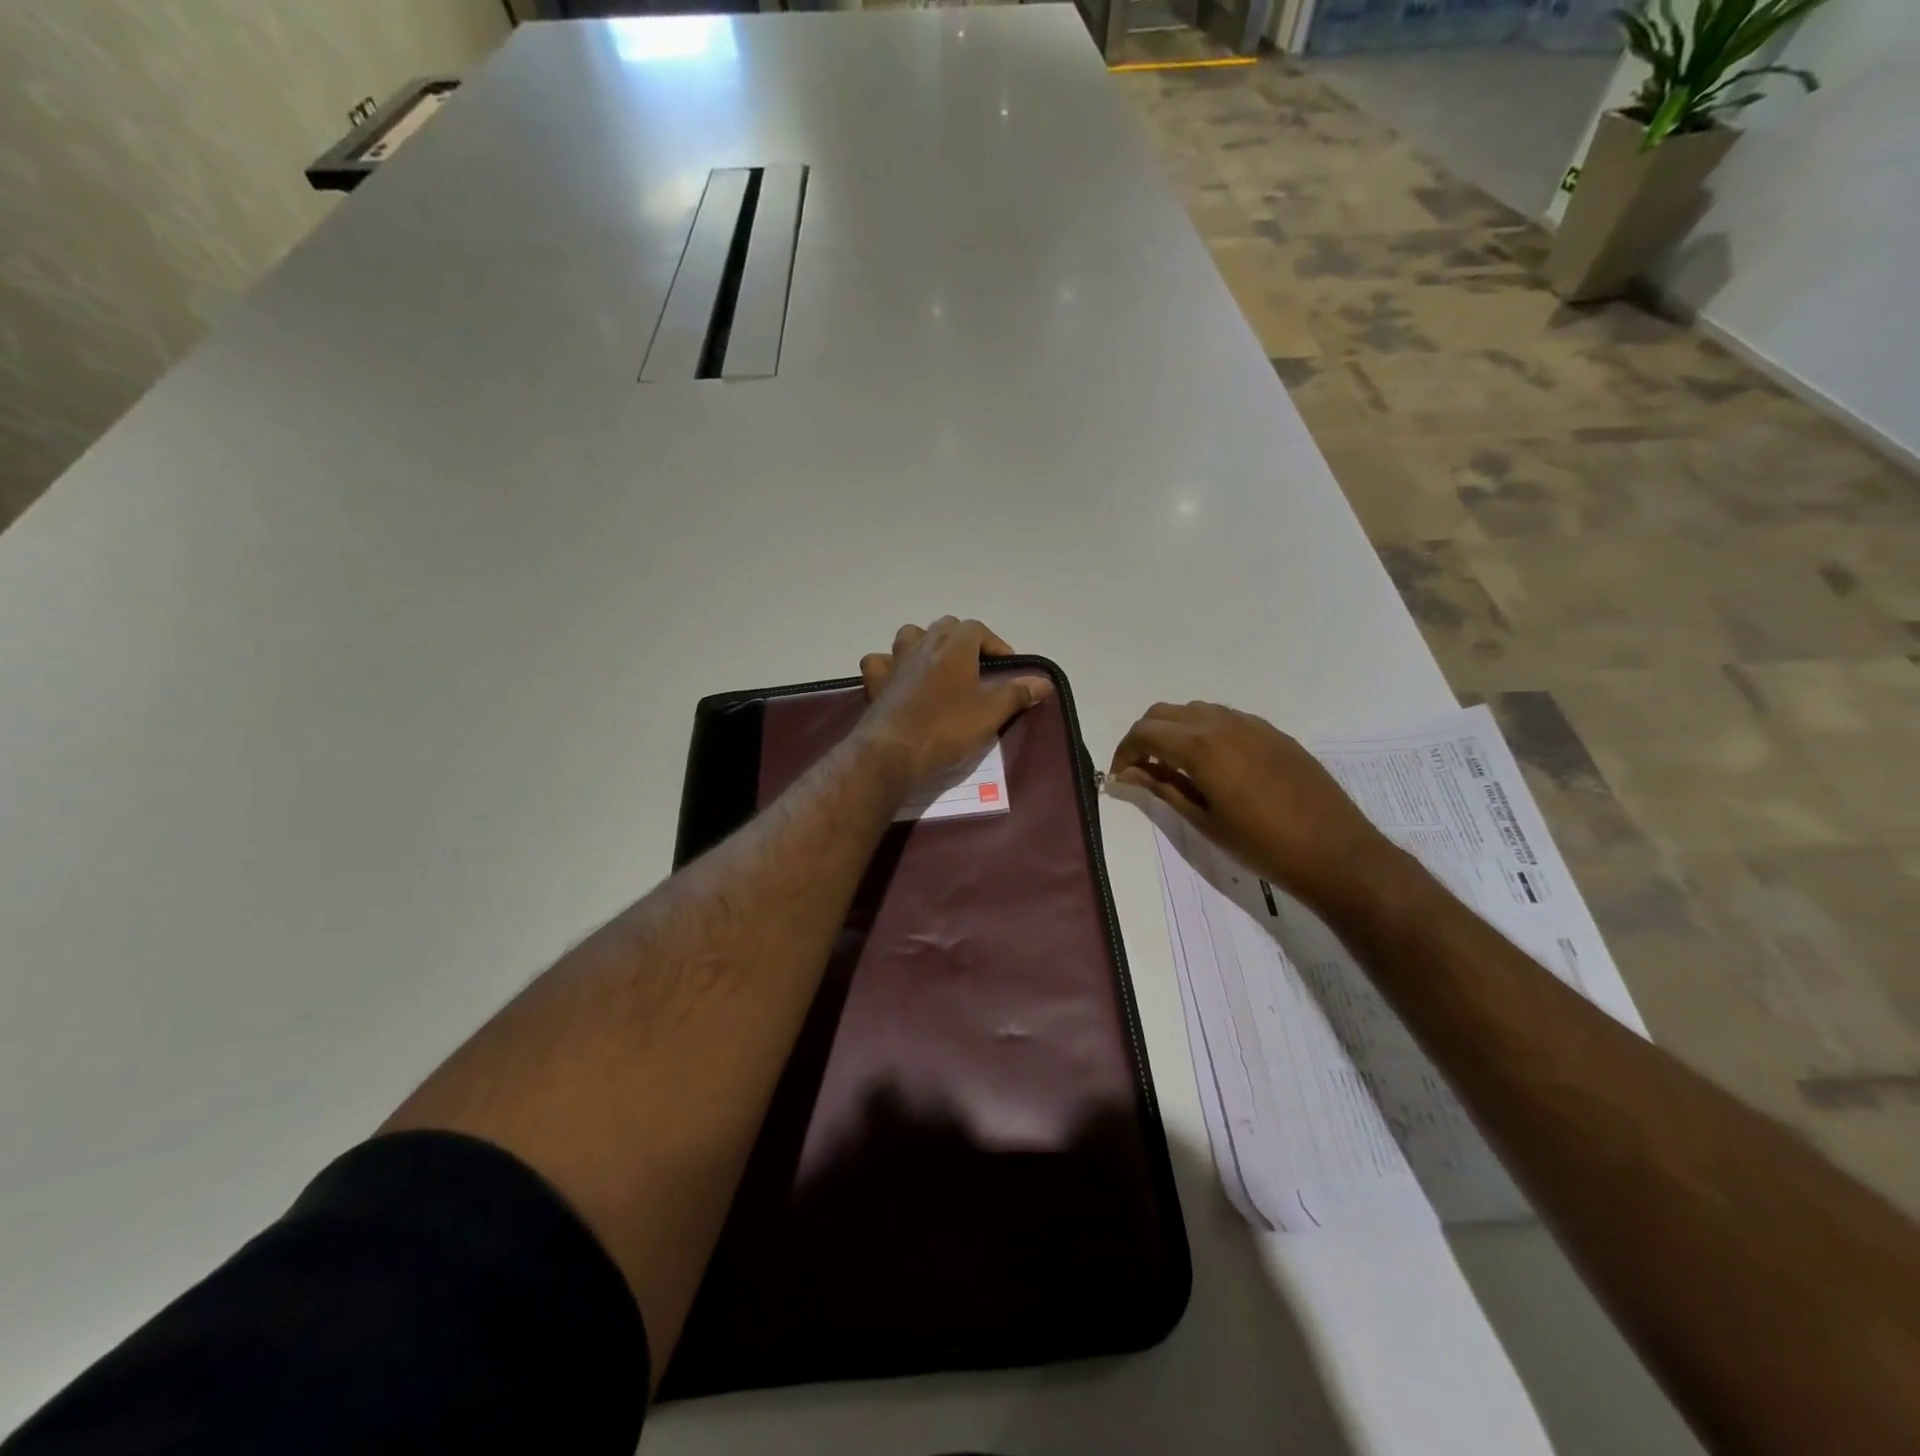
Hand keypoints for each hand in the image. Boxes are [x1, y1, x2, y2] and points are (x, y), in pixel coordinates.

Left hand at [857, 619, 1053, 785]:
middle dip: (964, 641)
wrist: (893, 752)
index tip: (1007, 669)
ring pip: (911, 636)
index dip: (995, 645)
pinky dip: (890, 665)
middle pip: (946, 627)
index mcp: (954, 646)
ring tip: (939, 668)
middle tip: (977, 669)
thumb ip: (1017, 693)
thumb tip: (1044, 681)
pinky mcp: (876, 682)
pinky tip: (898, 679)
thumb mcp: (991, 712)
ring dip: (926, 644)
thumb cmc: (947, 727)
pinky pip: (880, 662)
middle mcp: (923, 644)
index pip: (978, 629)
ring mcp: (895, 661)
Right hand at [1110, 701, 1395, 913]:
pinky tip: (1210, 764)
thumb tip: (1127, 774)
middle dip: (1144, 736)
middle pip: (1164, 713)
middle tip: (1141, 770)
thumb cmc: (1261, 844)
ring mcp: (1250, 724)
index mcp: (1200, 747)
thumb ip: (1162, 788)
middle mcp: (1222, 723)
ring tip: (1173, 766)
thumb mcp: (1203, 820)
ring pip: (1195, 710)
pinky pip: (1223, 718)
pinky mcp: (1272, 732)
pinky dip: (1202, 731)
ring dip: (1173, 730)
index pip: (1144, 733)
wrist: (1334, 850)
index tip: (1119, 777)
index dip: (1124, 752)